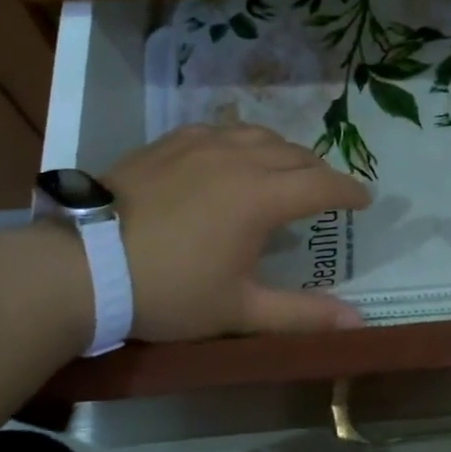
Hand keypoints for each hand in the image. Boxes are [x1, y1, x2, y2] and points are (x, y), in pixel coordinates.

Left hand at [105, 123, 371, 338]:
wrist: (84, 265)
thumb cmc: (168, 290)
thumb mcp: (238, 309)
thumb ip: (301, 314)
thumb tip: (357, 321)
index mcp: (262, 196)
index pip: (323, 184)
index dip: (349, 191)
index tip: (365, 200)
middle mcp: (239, 158)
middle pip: (296, 154)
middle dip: (319, 172)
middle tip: (325, 192)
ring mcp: (202, 144)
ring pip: (259, 135)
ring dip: (282, 152)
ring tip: (284, 169)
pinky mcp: (171, 142)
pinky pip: (220, 130)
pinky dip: (241, 141)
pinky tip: (232, 154)